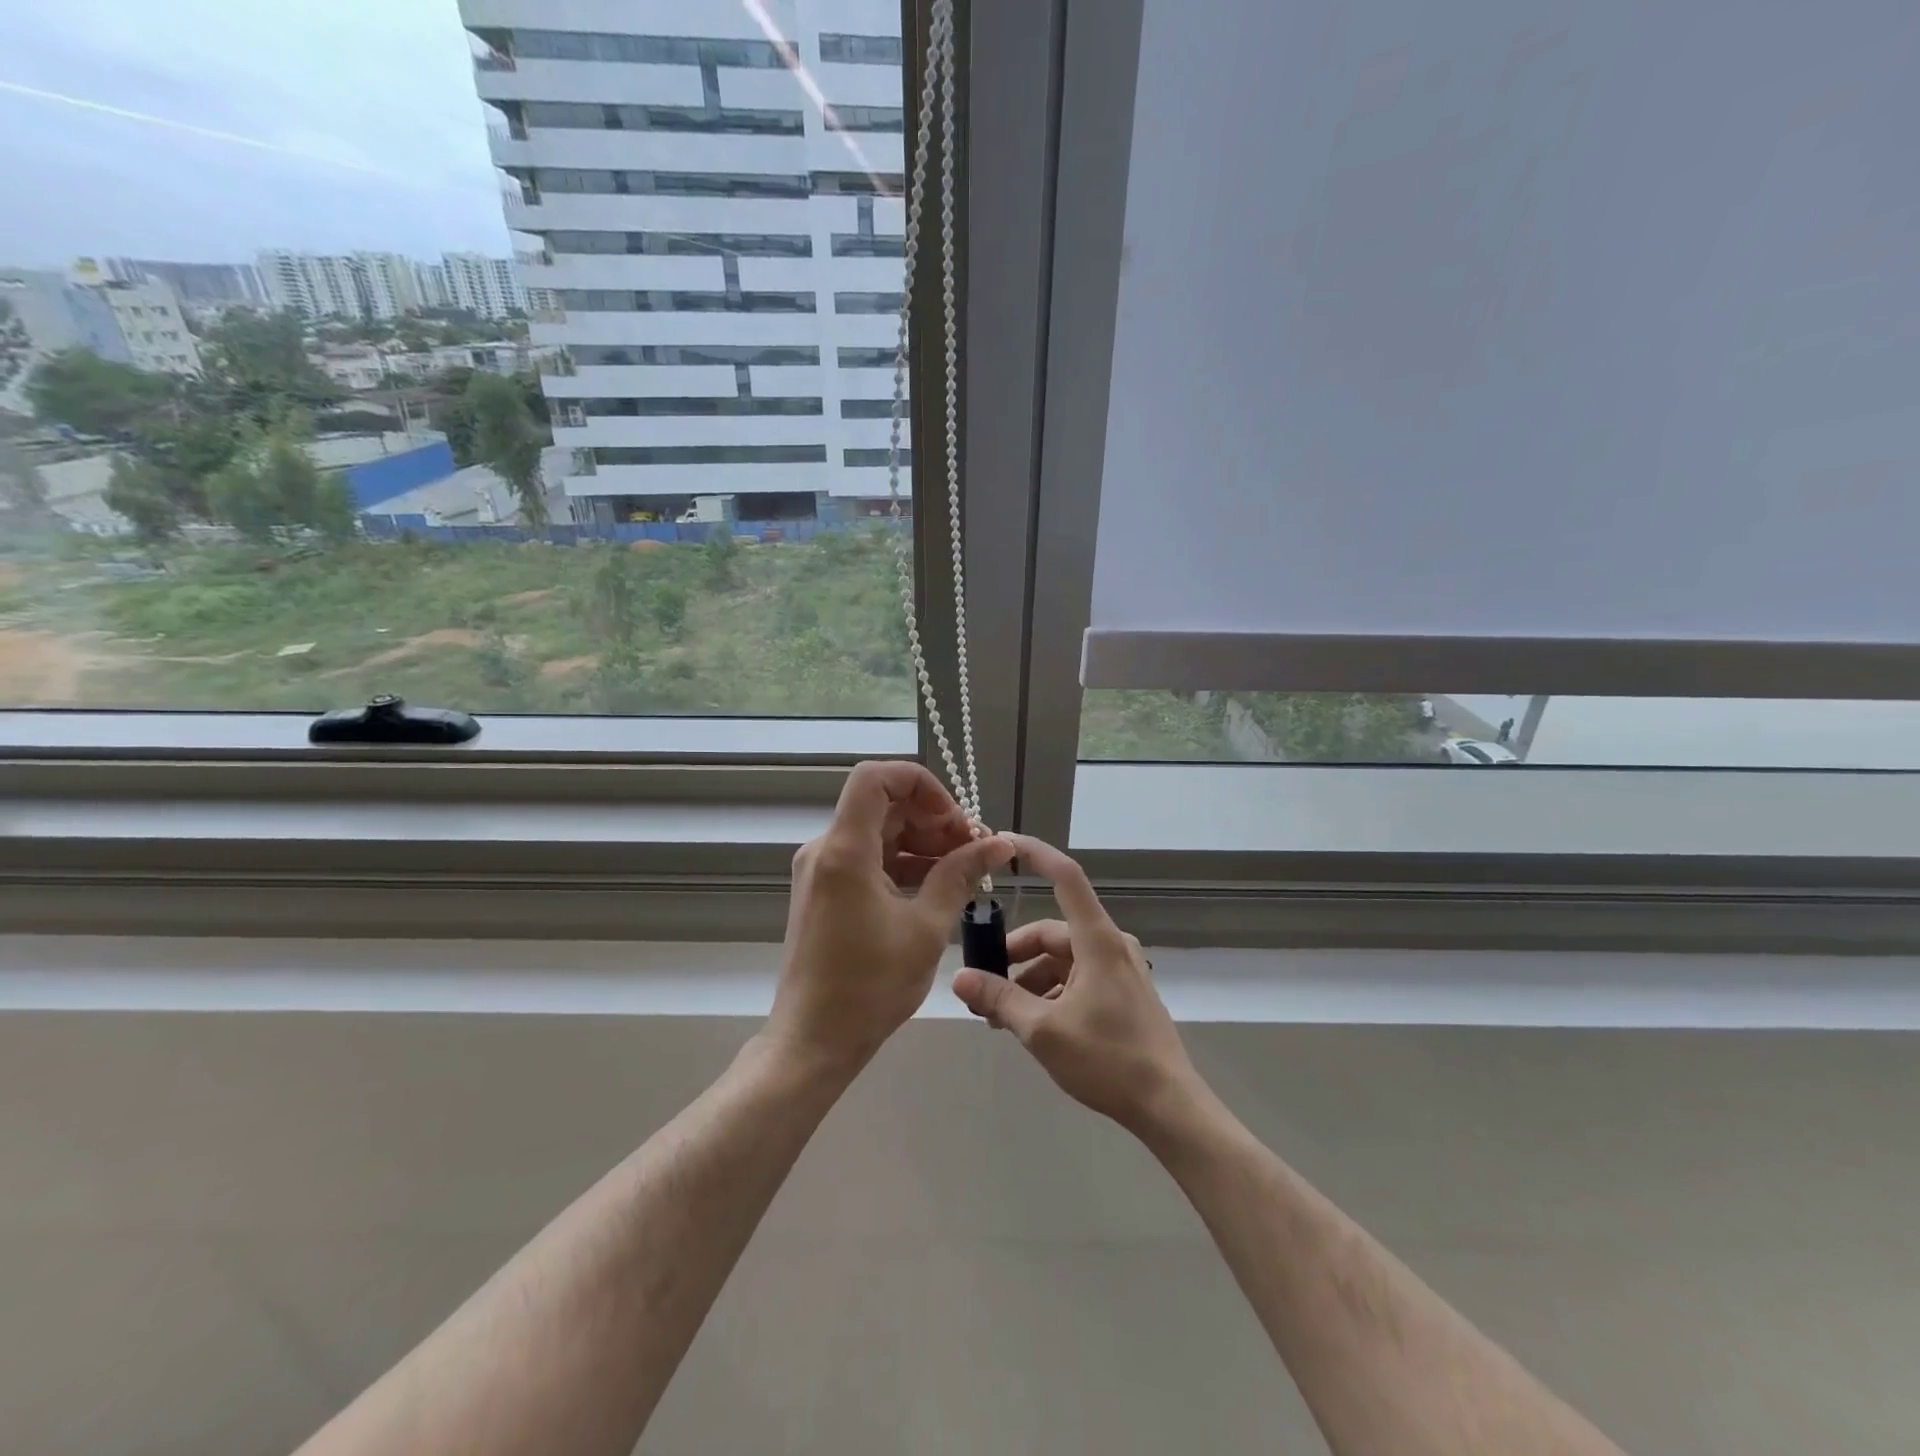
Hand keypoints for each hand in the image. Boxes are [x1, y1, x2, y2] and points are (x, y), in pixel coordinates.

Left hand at [769, 761, 1013, 1071]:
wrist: (813, 1040)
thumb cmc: (870, 987)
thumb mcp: (926, 928)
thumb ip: (960, 876)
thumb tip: (999, 844)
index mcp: (844, 850)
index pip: (875, 777)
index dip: (920, 783)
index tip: (955, 817)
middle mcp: (826, 849)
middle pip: (883, 805)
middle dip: (932, 818)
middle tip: (974, 849)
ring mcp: (823, 869)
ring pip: (878, 831)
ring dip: (922, 842)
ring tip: (965, 869)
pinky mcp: (826, 890)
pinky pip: (869, 857)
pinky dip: (904, 862)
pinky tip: (938, 885)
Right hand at [950, 833, 1199, 1132]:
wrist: (1168, 1105)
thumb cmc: (1108, 1059)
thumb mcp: (1043, 1031)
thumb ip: (999, 1000)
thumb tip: (958, 979)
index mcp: (1096, 940)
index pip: (1065, 876)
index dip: (1035, 853)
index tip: (1005, 843)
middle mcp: (1110, 944)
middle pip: (1051, 932)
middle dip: (1014, 956)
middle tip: (982, 986)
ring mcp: (1119, 968)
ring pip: (1061, 959)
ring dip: (1029, 980)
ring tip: (1001, 1015)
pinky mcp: (1122, 992)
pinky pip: (1077, 977)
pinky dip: (1050, 991)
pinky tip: (1031, 1023)